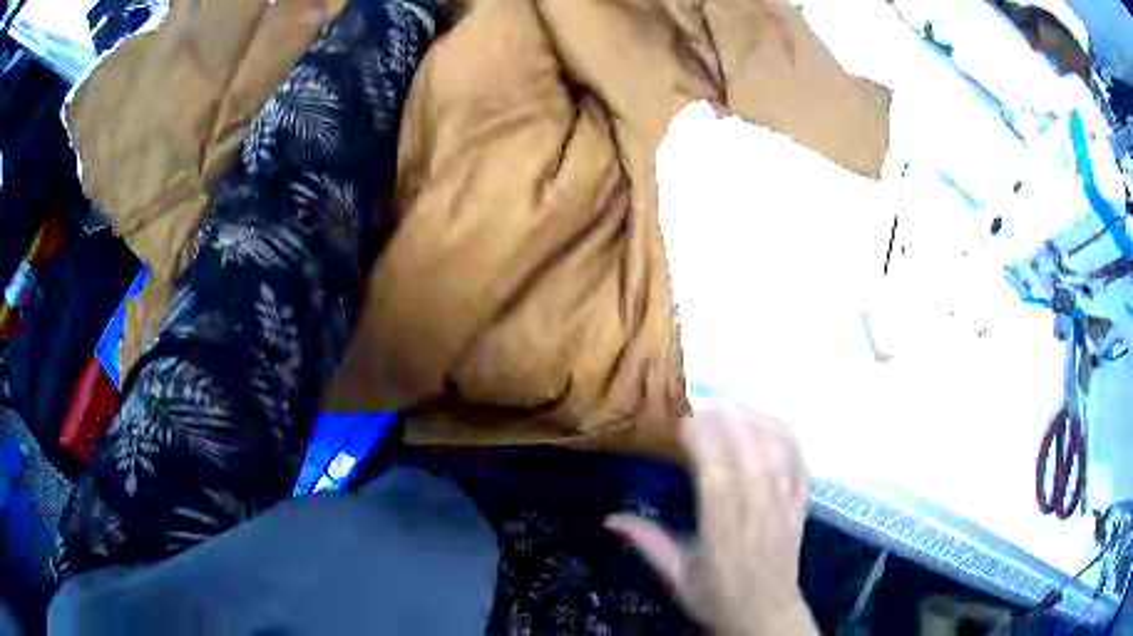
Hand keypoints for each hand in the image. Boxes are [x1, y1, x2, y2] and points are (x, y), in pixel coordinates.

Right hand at [606, 401, 815, 635]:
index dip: (701, 439)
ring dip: (751, 418)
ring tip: (725, 402)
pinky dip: (781, 430)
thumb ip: (647, 543)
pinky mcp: (801, 500)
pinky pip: (797, 456)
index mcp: (724, 535)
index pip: (716, 475)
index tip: (680, 416)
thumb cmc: (717, 596)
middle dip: (723, 419)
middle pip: (748, 452)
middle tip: (697, 400)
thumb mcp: (676, 577)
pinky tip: (763, 417)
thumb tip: (610, 517)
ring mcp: (785, 503)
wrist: (766, 613)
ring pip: (775, 448)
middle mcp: (758, 513)